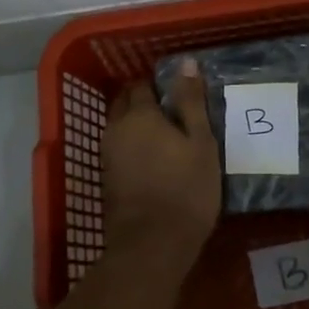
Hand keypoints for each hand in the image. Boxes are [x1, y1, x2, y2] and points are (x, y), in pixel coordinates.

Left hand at [103, 60, 221, 263]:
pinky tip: (151, 158)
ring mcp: (108, 155)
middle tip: (171, 111)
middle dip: (142, 100)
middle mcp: (116, 129)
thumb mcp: (200, 143)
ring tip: (163, 134)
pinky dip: (132, 146)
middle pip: (125, 103)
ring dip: (136, 124)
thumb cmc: (186, 189)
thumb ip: (191, 102)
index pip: (142, 85)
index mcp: (139, 115)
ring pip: (119, 126)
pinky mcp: (107, 178)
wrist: (151, 245)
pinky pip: (118, 149)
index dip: (158, 84)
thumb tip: (187, 63)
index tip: (177, 92)